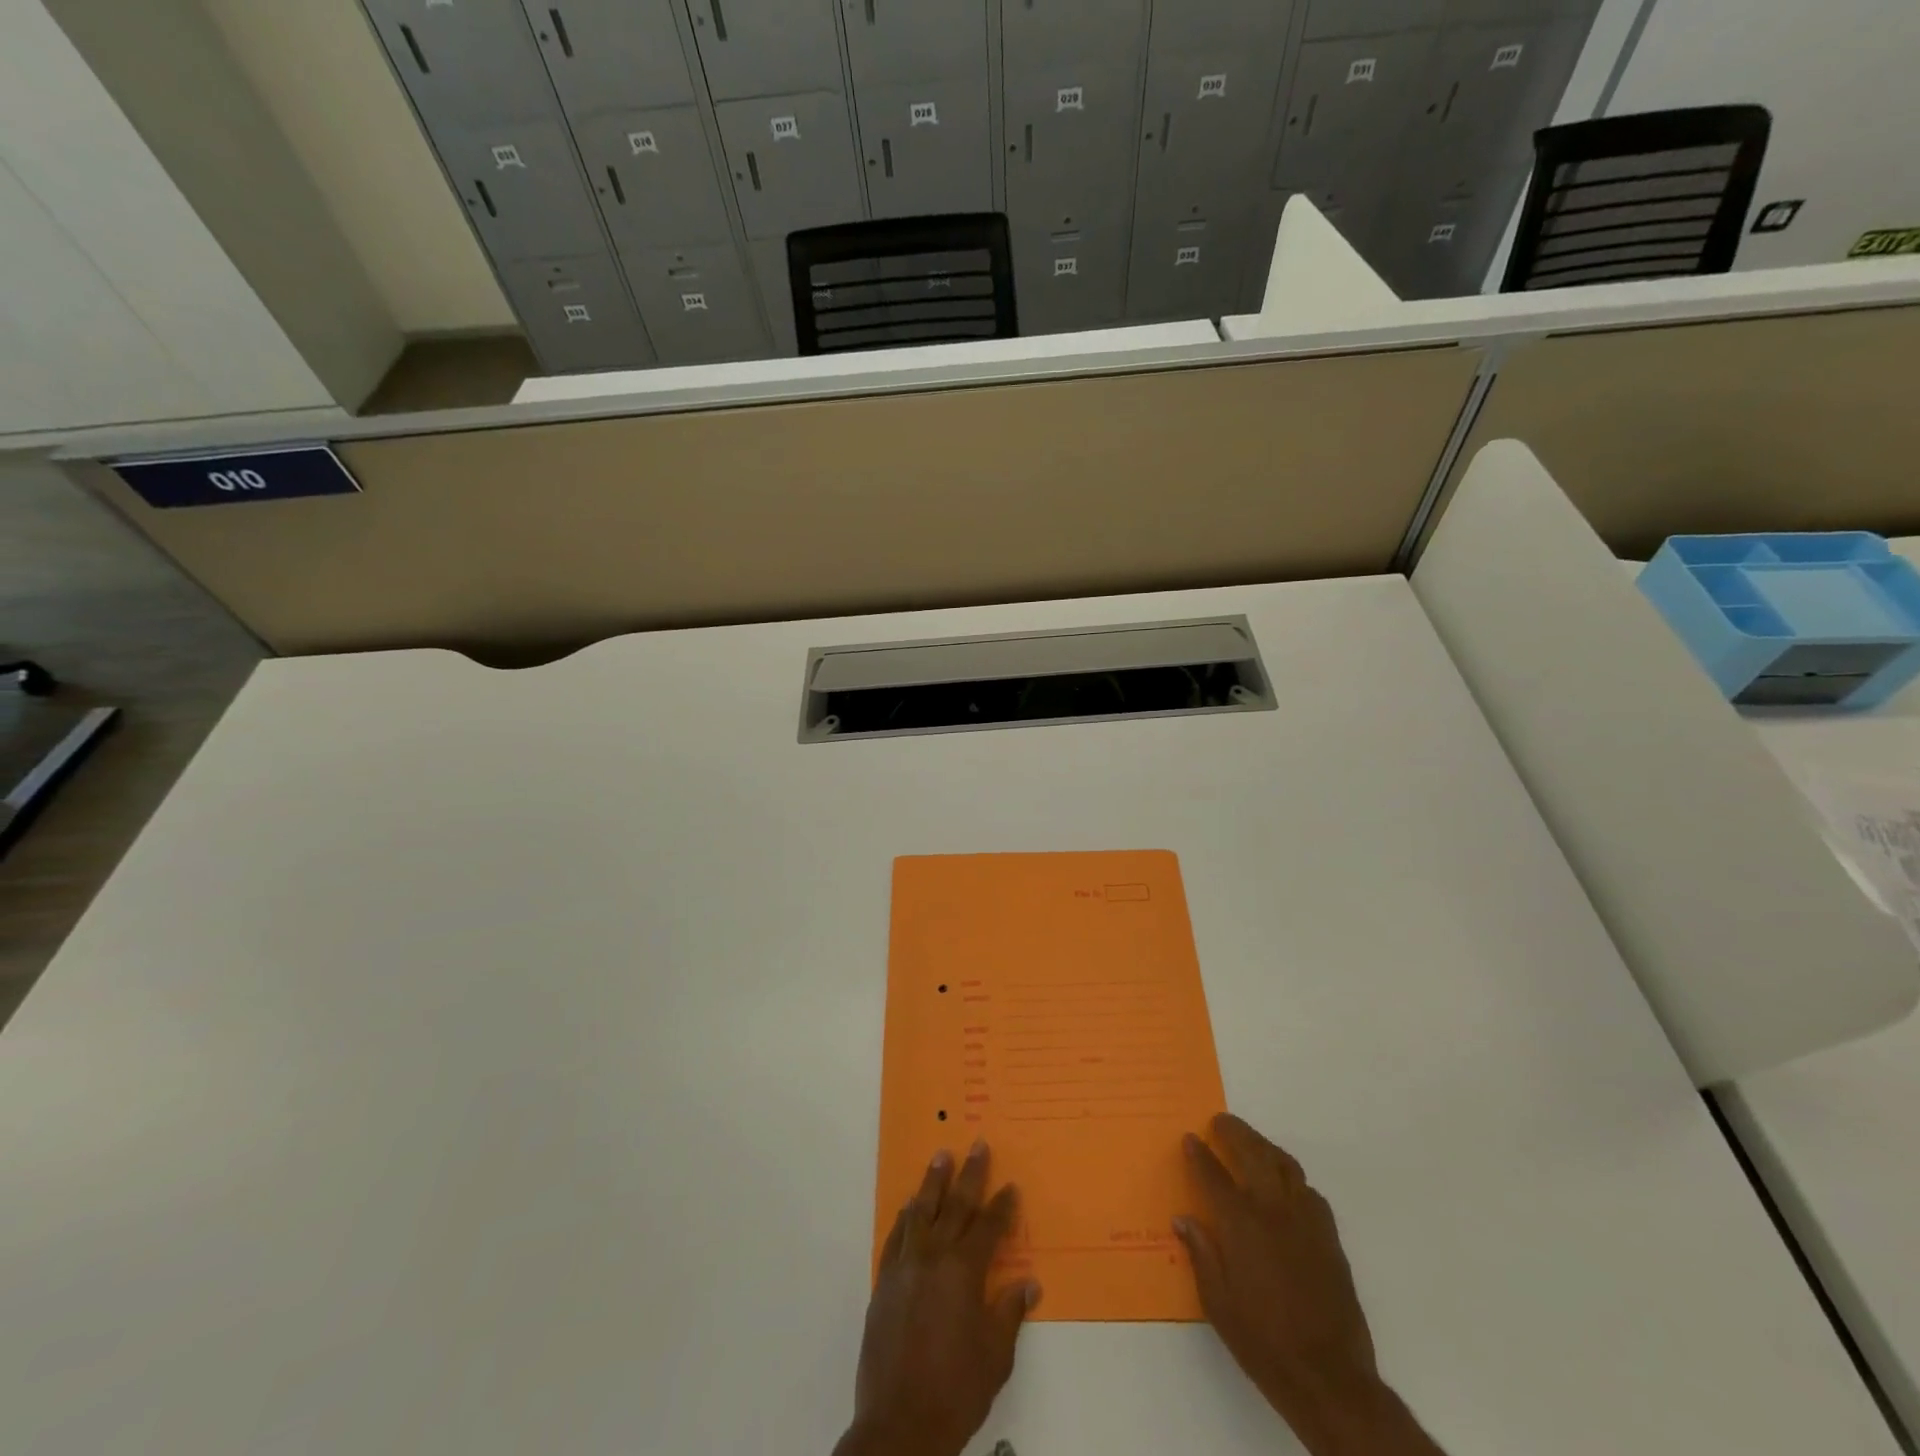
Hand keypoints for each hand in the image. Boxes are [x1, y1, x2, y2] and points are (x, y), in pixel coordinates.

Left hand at [837, 1142, 1039, 1455]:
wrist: (900, 1424)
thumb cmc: (956, 1389)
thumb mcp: (995, 1355)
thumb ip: (1009, 1312)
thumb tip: (1028, 1283)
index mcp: (964, 1270)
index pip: (988, 1227)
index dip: (1002, 1206)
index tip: (1011, 1186)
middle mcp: (933, 1257)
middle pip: (956, 1206)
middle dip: (970, 1174)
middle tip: (978, 1144)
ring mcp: (905, 1267)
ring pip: (921, 1212)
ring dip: (933, 1182)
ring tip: (941, 1156)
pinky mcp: (884, 1283)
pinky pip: (895, 1238)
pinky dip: (904, 1218)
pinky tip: (908, 1207)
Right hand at [1178, 1115, 1440, 1455]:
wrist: (1330, 1378)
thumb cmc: (1263, 1343)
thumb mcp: (1218, 1304)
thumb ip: (1201, 1254)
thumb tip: (1184, 1219)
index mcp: (1241, 1224)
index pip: (1213, 1174)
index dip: (1199, 1154)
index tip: (1190, 1138)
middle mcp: (1273, 1211)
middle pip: (1253, 1153)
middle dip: (1234, 1132)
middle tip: (1220, 1122)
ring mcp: (1306, 1221)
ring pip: (1285, 1165)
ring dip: (1265, 1147)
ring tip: (1252, 1143)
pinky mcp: (1330, 1238)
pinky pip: (1309, 1192)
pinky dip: (1292, 1179)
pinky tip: (1286, 1188)